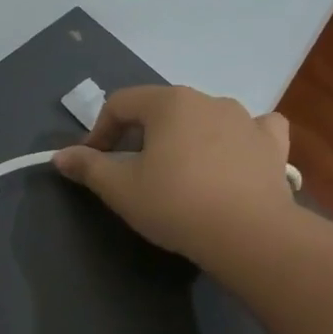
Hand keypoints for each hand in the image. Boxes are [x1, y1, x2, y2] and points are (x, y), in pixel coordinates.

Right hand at [52, 86, 297, 276]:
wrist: (249, 234)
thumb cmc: (175, 204)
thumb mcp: (120, 189)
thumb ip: (88, 167)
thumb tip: (60, 155)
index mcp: (168, 103)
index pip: (120, 104)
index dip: (100, 131)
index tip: (94, 162)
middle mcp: (208, 99)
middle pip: (161, 109)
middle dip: (140, 135)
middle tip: (131, 170)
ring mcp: (246, 119)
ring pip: (203, 117)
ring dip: (184, 137)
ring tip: (178, 171)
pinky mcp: (272, 145)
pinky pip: (251, 129)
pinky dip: (237, 138)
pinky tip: (232, 156)